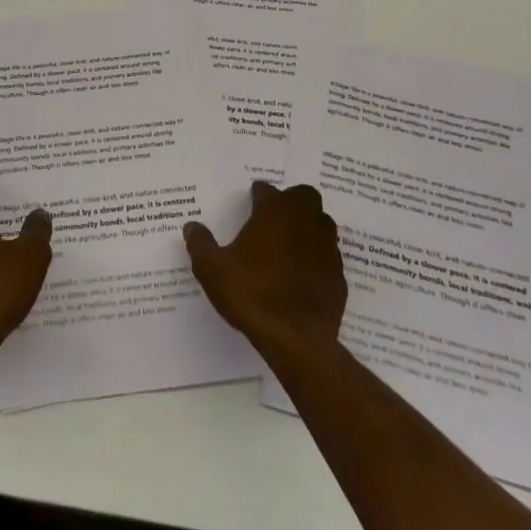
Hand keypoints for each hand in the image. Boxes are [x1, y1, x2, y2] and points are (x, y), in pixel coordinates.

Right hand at [184, 180, 345, 358]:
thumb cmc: (251, 293)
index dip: (258, 194)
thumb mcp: (212, 269)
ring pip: (322, 224)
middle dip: (291, 201)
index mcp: (274, 213)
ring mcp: (326, 249)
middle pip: (304, 197)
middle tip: (275, 217)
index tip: (251, 201)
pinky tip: (303, 275)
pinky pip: (328, 257)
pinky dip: (317, 259)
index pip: (267, 190)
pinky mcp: (339, 276)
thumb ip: (201, 244)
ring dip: (308, 227)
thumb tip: (192, 227)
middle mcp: (304, 222)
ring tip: (289, 244)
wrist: (296, 339)